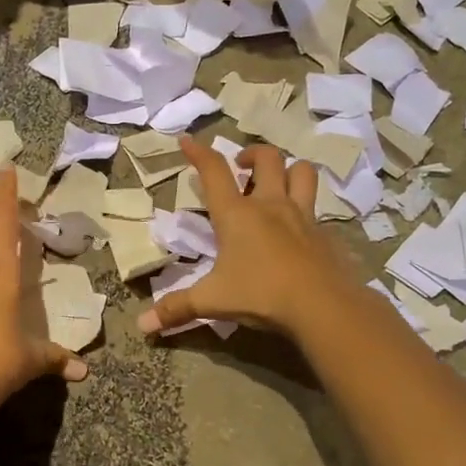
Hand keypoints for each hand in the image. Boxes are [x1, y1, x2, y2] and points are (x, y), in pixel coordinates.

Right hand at [138, 137, 358, 337]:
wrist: (322, 306)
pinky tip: (298, 227)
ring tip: (276, 182)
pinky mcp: (324, 233)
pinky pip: (317, 209)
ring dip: (288, 169)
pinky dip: (307, 208)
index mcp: (237, 214)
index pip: (214, 171)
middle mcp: (270, 205)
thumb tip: (142, 325)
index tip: (187, 140)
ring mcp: (302, 216)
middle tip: (241, 165)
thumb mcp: (212, 302)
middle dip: (251, 154)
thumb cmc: (260, 294)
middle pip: (267, 159)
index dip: (199, 152)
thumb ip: (177, 309)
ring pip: (302, 172)